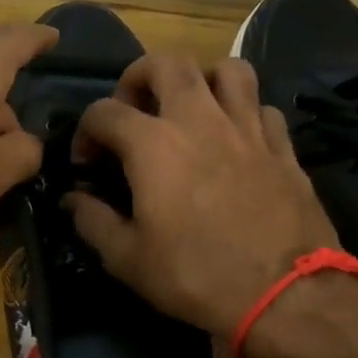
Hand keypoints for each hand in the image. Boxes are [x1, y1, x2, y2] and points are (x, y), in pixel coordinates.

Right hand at [64, 55, 339, 336]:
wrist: (285, 294)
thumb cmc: (195, 275)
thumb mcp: (128, 259)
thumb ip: (93, 222)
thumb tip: (73, 200)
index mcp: (153, 145)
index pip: (104, 112)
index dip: (86, 132)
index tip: (87, 163)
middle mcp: (199, 121)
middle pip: (167, 63)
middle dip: (140, 77)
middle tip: (134, 109)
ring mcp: (247, 129)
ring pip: (228, 70)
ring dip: (202, 79)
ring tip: (190, 109)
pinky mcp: (282, 147)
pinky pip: (262, 107)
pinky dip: (244, 113)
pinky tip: (236, 139)